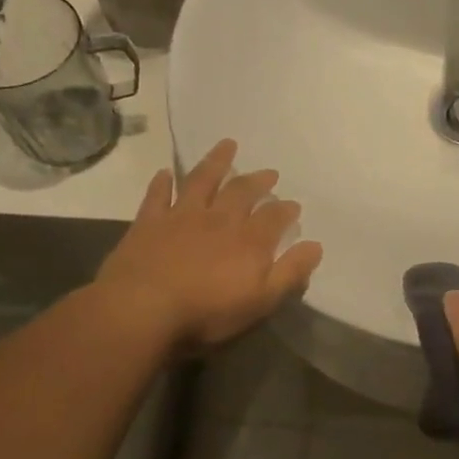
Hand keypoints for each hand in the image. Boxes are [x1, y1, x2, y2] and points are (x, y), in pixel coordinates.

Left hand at [97, 139, 322, 347]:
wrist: (143, 309)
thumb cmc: (207, 312)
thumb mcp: (261, 301)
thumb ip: (290, 273)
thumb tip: (315, 246)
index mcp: (249, 240)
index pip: (275, 217)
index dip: (286, 210)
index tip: (293, 206)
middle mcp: (219, 219)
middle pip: (242, 191)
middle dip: (258, 181)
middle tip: (270, 173)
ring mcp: (182, 217)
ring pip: (203, 181)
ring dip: (217, 162)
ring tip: (227, 146)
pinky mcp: (149, 222)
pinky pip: (158, 195)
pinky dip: (163, 182)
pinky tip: (166, 173)